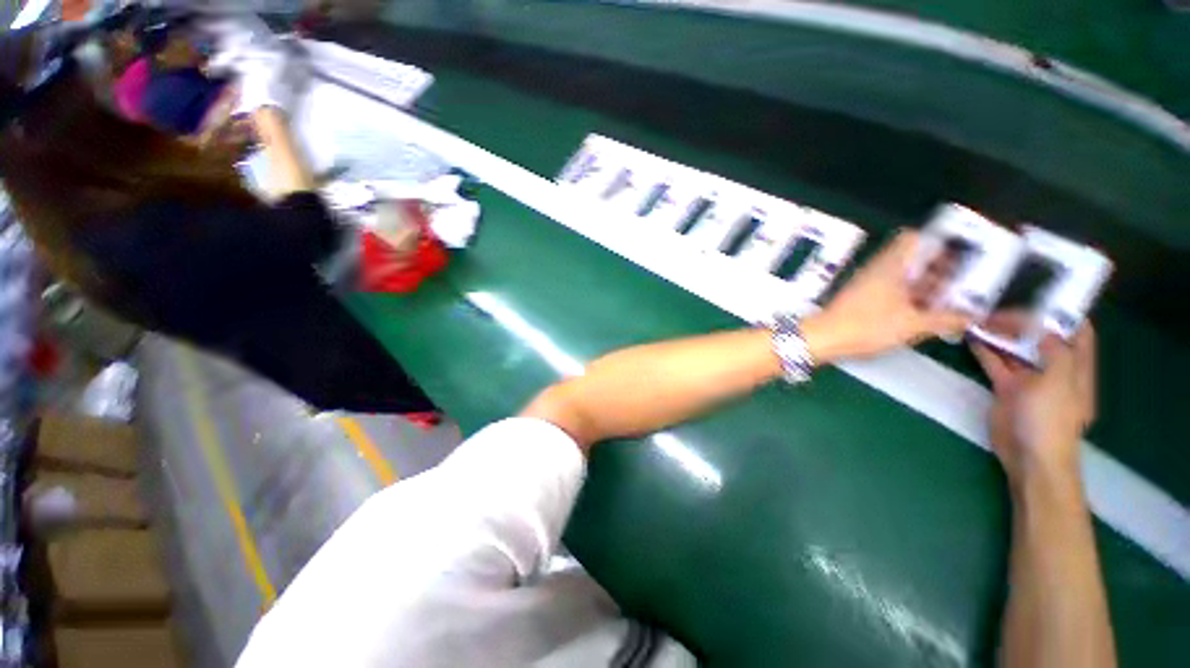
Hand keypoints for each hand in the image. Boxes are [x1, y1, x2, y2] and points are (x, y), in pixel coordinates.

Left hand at [803, 230, 970, 361]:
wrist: (822, 338)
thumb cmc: (867, 326)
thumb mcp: (912, 324)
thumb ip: (945, 319)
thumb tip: (971, 316)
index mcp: (891, 265)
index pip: (914, 237)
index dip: (939, 241)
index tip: (961, 253)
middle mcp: (877, 268)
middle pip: (912, 257)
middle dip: (939, 267)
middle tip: (962, 282)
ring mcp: (866, 283)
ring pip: (901, 275)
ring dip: (925, 284)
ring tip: (949, 301)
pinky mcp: (860, 298)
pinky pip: (890, 289)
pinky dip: (909, 296)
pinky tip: (923, 313)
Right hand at [971, 318, 1096, 482]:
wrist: (1029, 456)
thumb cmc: (1051, 419)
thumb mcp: (1059, 381)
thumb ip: (1054, 350)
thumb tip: (1039, 326)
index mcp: (1076, 365)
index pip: (1076, 330)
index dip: (1061, 312)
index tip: (1037, 296)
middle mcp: (1055, 368)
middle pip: (1041, 337)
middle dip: (1023, 320)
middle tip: (997, 304)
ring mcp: (1030, 379)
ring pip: (1015, 349)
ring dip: (1000, 334)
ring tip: (979, 317)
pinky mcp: (1007, 389)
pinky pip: (996, 363)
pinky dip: (985, 350)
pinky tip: (972, 338)